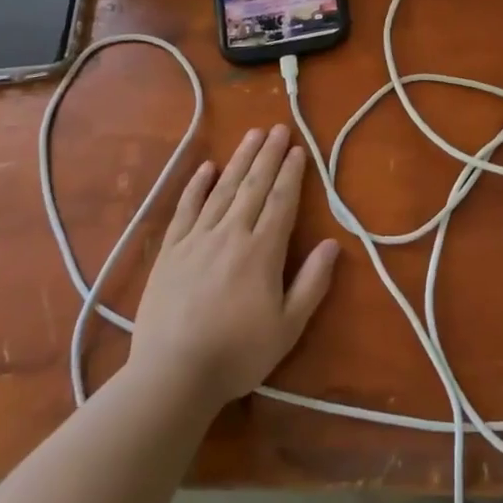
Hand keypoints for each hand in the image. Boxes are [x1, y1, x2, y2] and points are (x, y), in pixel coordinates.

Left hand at [124, 125, 339, 407]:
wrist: (171, 375)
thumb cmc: (237, 354)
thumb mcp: (288, 327)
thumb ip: (312, 283)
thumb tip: (333, 243)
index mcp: (262, 251)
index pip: (281, 201)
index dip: (291, 173)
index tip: (298, 148)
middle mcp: (231, 234)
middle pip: (254, 186)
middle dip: (268, 155)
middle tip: (278, 128)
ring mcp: (197, 239)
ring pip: (223, 189)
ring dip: (240, 160)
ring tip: (252, 135)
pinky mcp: (170, 251)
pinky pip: (185, 209)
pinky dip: (196, 186)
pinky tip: (206, 167)